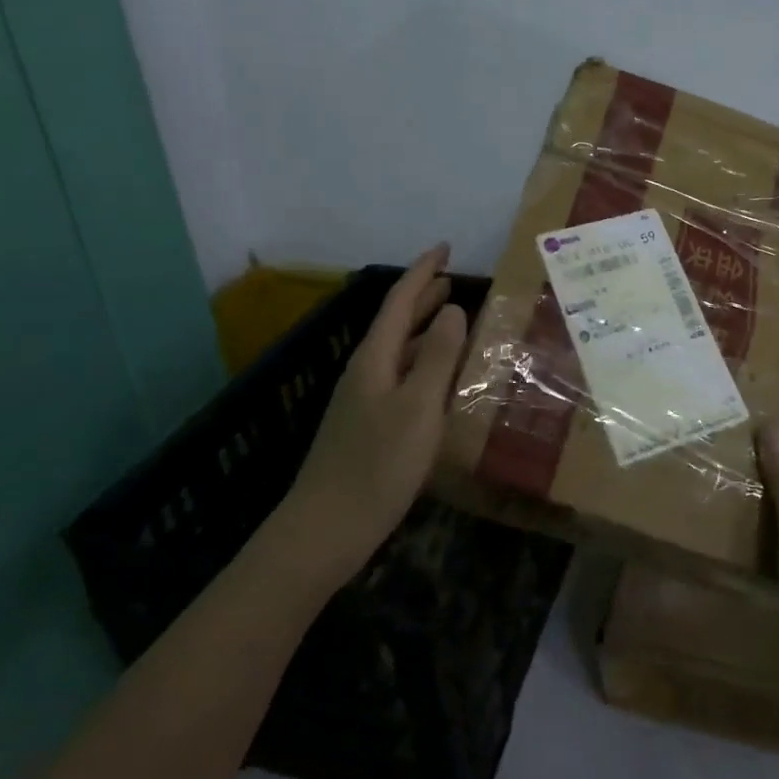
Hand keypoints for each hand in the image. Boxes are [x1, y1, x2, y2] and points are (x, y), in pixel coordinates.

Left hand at [277, 245, 468, 581]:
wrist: (325, 531)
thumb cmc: (378, 466)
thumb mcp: (419, 408)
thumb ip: (437, 357)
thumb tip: (453, 310)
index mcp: (375, 359)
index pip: (400, 301)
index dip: (423, 271)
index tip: (445, 247)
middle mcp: (365, 372)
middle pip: (396, 322)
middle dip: (423, 297)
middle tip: (452, 279)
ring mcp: (363, 401)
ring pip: (398, 351)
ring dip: (424, 330)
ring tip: (453, 319)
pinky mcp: (367, 427)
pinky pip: (400, 377)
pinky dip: (422, 364)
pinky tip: (438, 379)